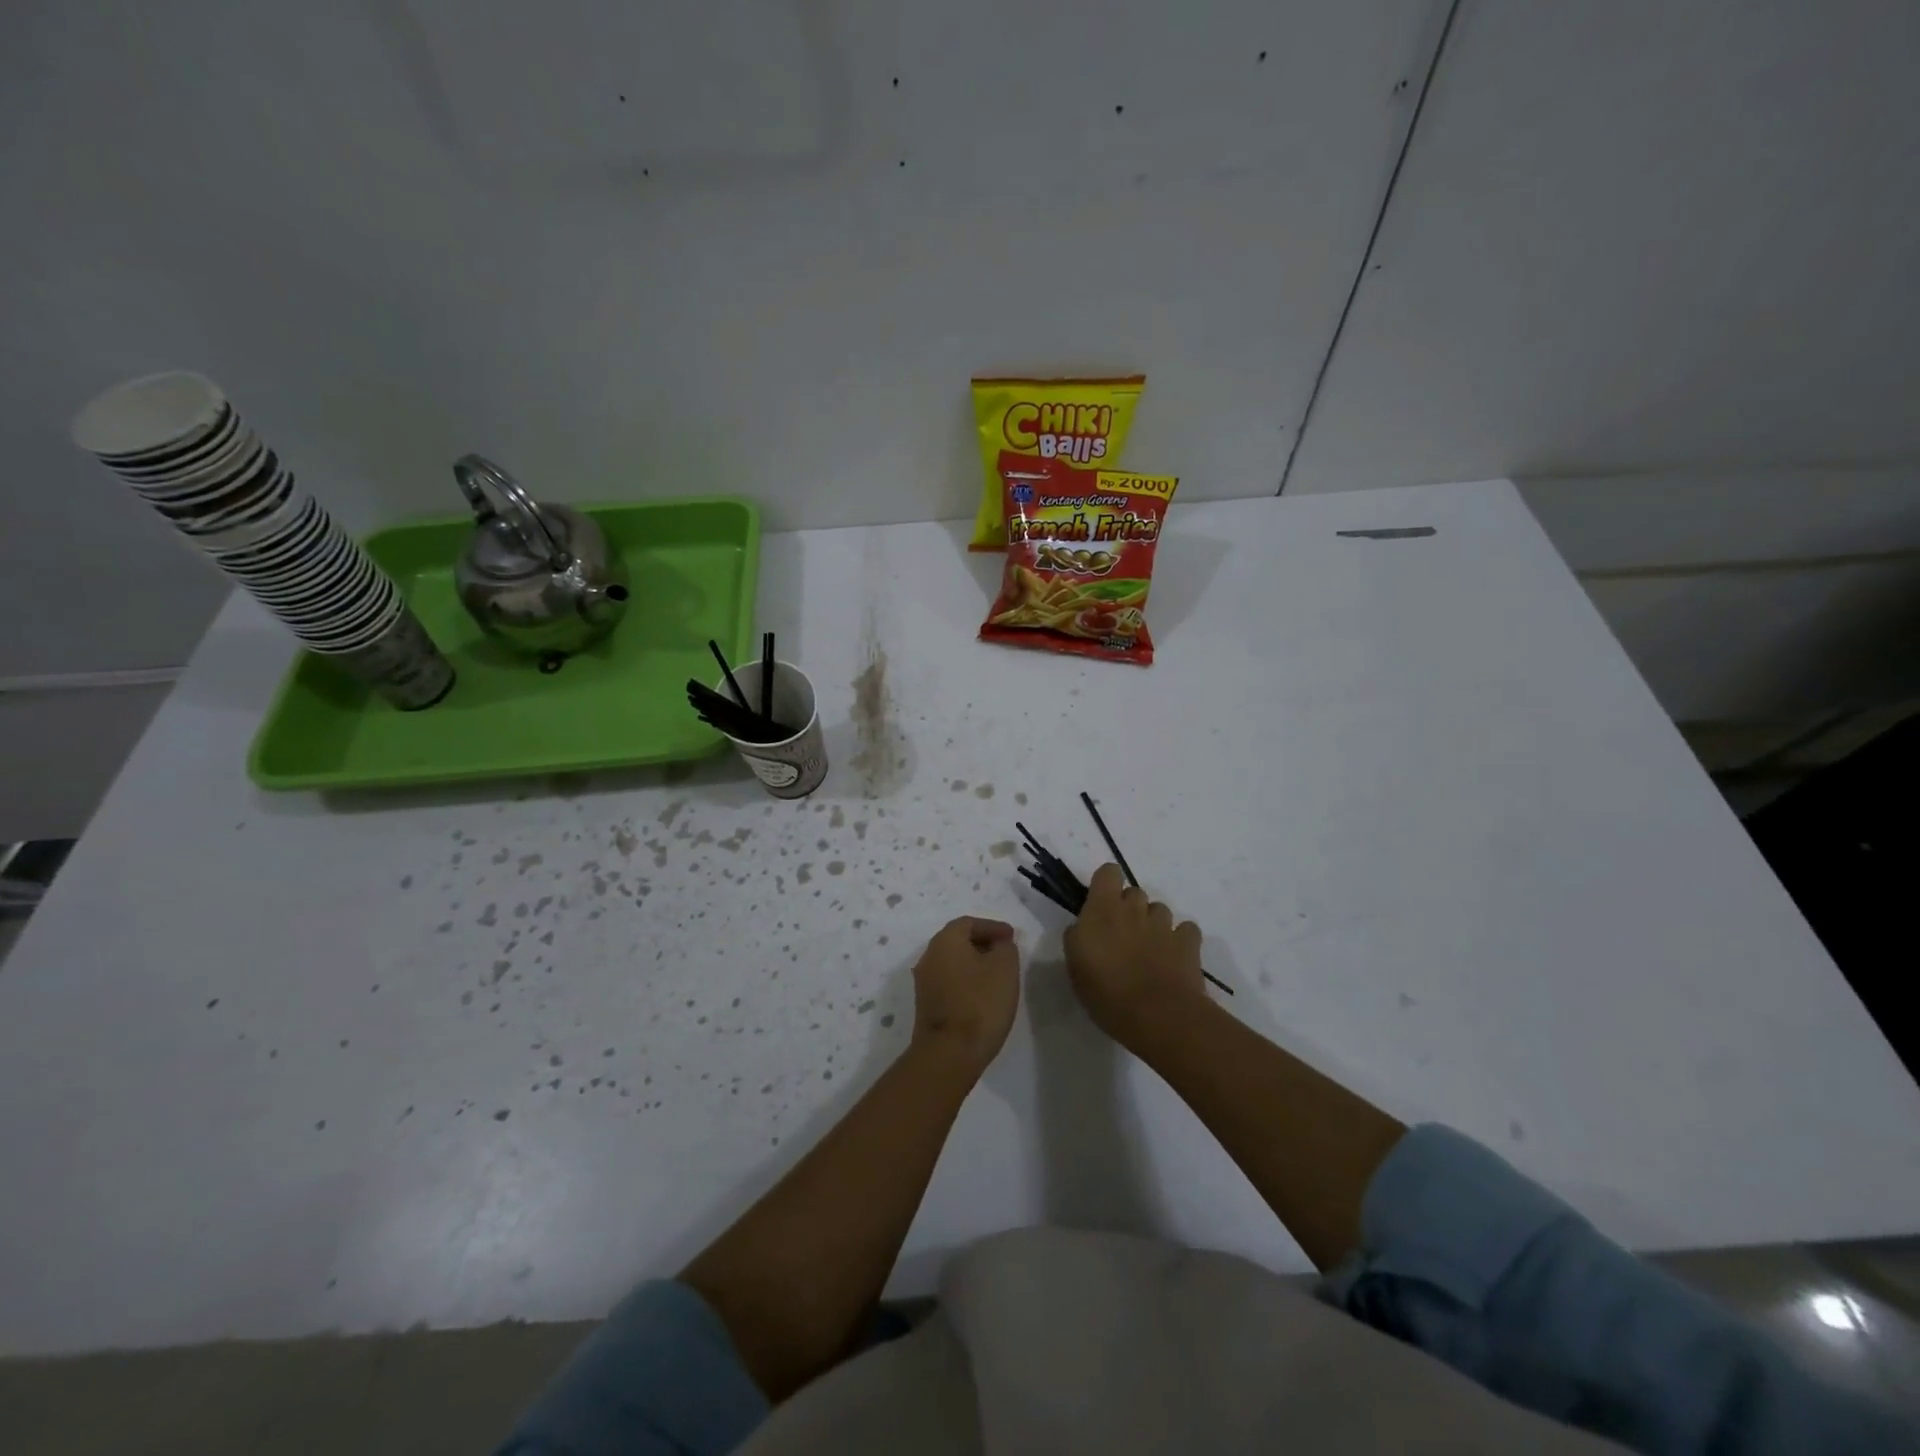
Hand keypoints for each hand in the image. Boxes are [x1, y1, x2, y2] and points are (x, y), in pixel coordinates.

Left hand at [910, 917, 1020, 1076]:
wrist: (948, 1053)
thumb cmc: (980, 1003)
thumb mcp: (1004, 968)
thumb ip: (1005, 948)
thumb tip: (999, 945)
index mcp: (945, 941)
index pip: (969, 923)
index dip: (992, 927)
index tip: (1012, 937)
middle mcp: (929, 957)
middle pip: (957, 941)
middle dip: (982, 943)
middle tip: (1005, 952)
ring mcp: (924, 983)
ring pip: (952, 963)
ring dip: (974, 964)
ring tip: (998, 974)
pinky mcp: (926, 1006)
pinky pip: (949, 982)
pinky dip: (966, 981)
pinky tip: (983, 995)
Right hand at [1063, 864, 1205, 1046]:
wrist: (1157, 1015)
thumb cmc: (1106, 991)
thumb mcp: (1075, 965)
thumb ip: (1077, 937)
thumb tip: (1083, 927)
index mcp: (1103, 908)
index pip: (1108, 872)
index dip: (1105, 884)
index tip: (1100, 905)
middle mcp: (1135, 908)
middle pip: (1134, 893)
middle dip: (1129, 908)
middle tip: (1122, 937)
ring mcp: (1165, 924)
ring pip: (1160, 910)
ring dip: (1153, 924)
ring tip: (1149, 952)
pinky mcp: (1189, 942)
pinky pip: (1185, 930)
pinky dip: (1180, 940)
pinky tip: (1174, 958)